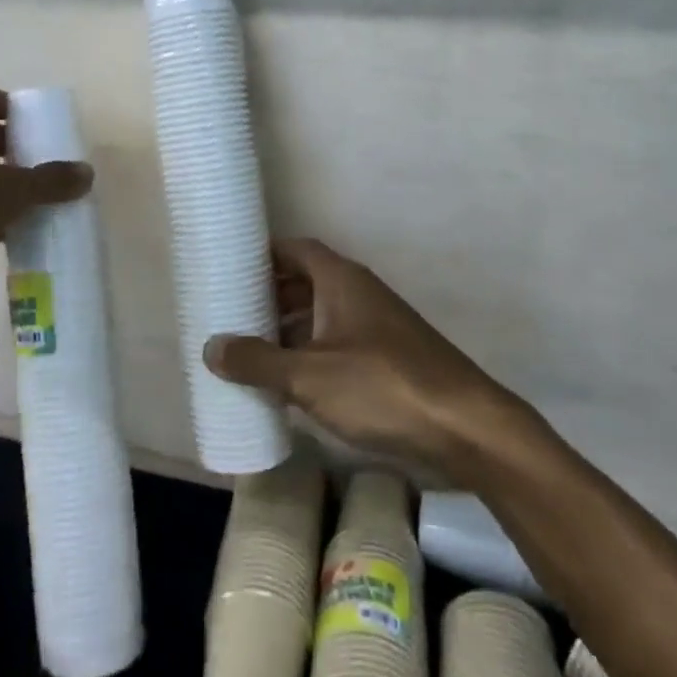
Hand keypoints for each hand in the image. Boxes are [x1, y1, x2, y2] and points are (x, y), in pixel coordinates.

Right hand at [204, 238, 517, 472]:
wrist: (466, 427)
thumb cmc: (382, 386)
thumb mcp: (309, 376)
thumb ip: (258, 361)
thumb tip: (210, 347)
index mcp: (341, 280)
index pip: (295, 249)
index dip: (263, 255)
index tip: (231, 268)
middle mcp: (359, 293)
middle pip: (307, 281)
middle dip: (271, 295)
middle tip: (233, 313)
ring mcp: (377, 326)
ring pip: (323, 314)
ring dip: (290, 328)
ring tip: (252, 350)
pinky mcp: (389, 358)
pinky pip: (338, 342)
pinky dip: (312, 352)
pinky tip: (292, 383)